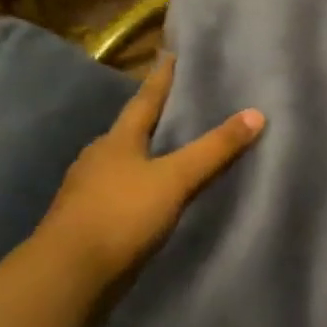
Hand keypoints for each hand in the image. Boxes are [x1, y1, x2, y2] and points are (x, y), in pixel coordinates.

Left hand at [37, 53, 263, 287]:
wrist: (69, 271)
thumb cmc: (121, 213)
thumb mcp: (176, 178)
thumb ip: (215, 149)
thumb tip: (257, 113)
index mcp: (117, 141)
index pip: (144, 101)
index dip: (161, 79)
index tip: (170, 55)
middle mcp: (98, 158)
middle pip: (129, 131)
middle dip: (151, 118)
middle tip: (177, 106)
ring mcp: (88, 190)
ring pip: (122, 162)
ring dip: (143, 155)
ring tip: (167, 151)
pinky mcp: (88, 219)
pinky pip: (119, 191)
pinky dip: (138, 186)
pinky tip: (150, 195)